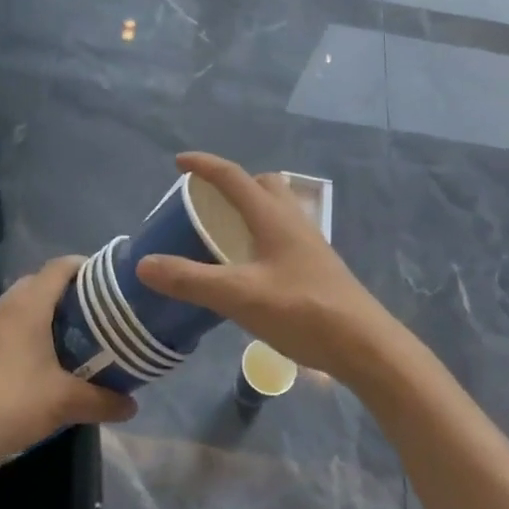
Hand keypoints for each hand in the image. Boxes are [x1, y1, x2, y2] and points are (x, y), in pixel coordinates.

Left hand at [0, 257, 136, 471]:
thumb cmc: (8, 403)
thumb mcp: (63, 403)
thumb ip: (102, 401)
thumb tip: (133, 405)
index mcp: (28, 304)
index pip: (61, 266)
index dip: (88, 267)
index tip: (111, 284)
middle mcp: (5, 305)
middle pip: (43, 283)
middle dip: (72, 294)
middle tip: (99, 317)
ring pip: (24, 305)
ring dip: (49, 315)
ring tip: (76, 340)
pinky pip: (9, 325)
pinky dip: (29, 332)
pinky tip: (41, 364)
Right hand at [136, 152, 397, 382]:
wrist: (364, 345)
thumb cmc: (301, 311)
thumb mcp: (238, 296)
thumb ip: (190, 279)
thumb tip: (144, 263)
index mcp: (272, 216)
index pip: (233, 176)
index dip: (204, 165)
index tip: (178, 162)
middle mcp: (292, 221)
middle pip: (261, 185)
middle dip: (232, 184)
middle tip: (205, 201)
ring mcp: (308, 244)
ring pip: (275, 209)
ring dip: (248, 209)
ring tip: (222, 232)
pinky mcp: (316, 267)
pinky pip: (281, 235)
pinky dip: (259, 235)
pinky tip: (249, 267)